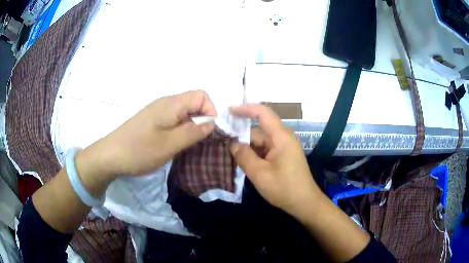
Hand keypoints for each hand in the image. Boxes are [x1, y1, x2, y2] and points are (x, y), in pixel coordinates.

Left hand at [77, 90, 215, 180]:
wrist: (110, 156)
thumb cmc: (140, 150)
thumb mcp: (170, 144)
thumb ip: (194, 132)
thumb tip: (212, 123)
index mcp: (171, 104)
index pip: (201, 95)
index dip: (211, 111)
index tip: (210, 132)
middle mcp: (165, 103)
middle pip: (193, 103)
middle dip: (202, 120)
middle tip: (198, 142)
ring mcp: (157, 111)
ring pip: (184, 113)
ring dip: (191, 127)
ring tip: (186, 145)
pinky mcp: (152, 121)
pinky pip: (173, 120)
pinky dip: (180, 130)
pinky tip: (173, 144)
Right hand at [229, 105, 320, 216]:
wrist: (304, 203)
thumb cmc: (284, 188)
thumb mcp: (259, 173)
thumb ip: (244, 156)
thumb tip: (232, 143)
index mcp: (281, 137)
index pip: (263, 114)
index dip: (246, 109)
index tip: (229, 111)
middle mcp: (283, 138)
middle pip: (259, 130)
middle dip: (242, 135)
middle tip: (223, 142)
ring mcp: (284, 148)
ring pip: (261, 142)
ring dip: (247, 147)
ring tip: (230, 154)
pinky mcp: (283, 156)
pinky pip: (266, 150)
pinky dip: (254, 154)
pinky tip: (244, 162)